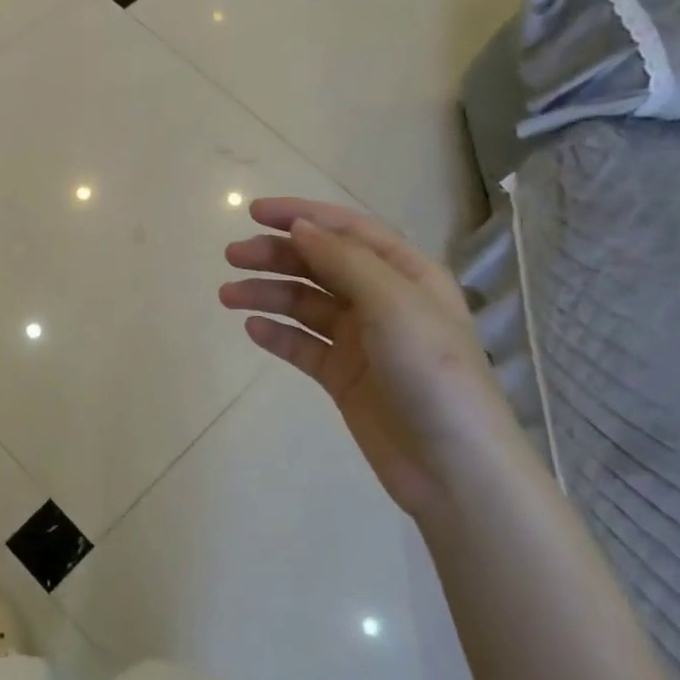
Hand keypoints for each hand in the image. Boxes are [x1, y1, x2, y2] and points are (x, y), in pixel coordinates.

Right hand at [220, 197, 516, 518]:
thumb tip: (300, 227)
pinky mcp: (343, 376)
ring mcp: (361, 340)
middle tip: (232, 256)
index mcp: (406, 274)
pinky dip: (277, 335)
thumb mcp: (393, 304)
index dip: (302, 215)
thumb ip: (344, 261)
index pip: (347, 231)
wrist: (452, 467)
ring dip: (267, 294)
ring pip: (305, 304)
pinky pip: (302, 346)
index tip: (254, 213)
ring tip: (228, 296)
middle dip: (276, 255)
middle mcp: (382, 301)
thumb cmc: (432, 373)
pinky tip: (253, 329)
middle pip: (320, 265)